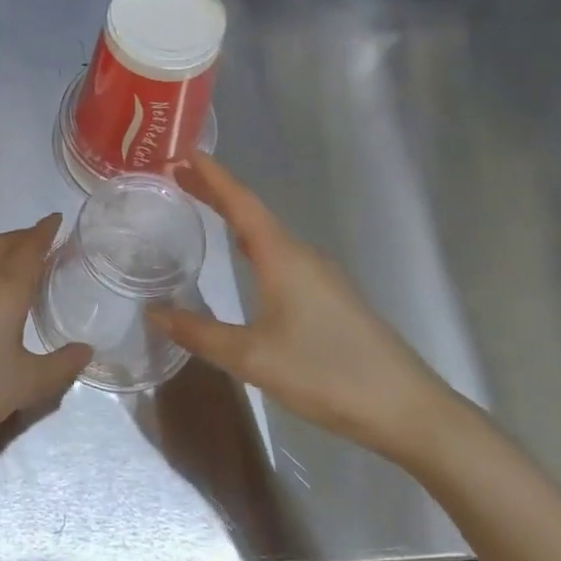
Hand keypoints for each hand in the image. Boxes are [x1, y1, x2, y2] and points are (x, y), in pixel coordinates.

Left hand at [0, 215, 91, 449]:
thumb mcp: (28, 383)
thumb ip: (61, 366)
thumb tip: (87, 350)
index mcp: (7, 289)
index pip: (30, 248)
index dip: (45, 231)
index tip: (56, 219)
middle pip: (3, 245)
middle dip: (24, 236)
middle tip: (40, 238)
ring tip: (6, 259)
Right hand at [152, 153, 460, 465]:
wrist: (408, 410)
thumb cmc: (327, 374)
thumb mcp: (253, 357)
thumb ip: (200, 333)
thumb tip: (153, 312)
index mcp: (283, 256)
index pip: (241, 202)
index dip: (213, 175)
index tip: (185, 150)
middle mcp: (301, 255)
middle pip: (252, 212)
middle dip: (216, 192)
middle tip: (178, 176)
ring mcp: (320, 275)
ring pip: (267, 233)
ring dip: (234, 216)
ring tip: (201, 208)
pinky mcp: (329, 296)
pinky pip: (280, 253)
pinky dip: (251, 241)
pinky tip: (244, 256)